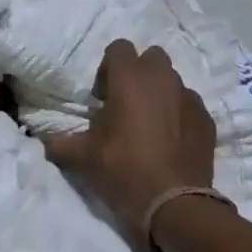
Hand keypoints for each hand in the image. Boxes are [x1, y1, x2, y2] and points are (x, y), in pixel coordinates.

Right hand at [42, 40, 216, 245]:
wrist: (174, 204)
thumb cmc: (124, 171)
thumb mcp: (83, 158)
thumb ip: (60, 142)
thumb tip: (45, 140)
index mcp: (130, 79)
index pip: (119, 47)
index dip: (108, 68)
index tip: (103, 96)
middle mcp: (163, 78)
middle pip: (151, 57)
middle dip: (139, 74)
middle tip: (126, 104)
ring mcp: (189, 97)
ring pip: (172, 80)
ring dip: (160, 93)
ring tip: (149, 124)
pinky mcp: (207, 118)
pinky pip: (189, 105)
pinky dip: (179, 114)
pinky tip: (171, 141)